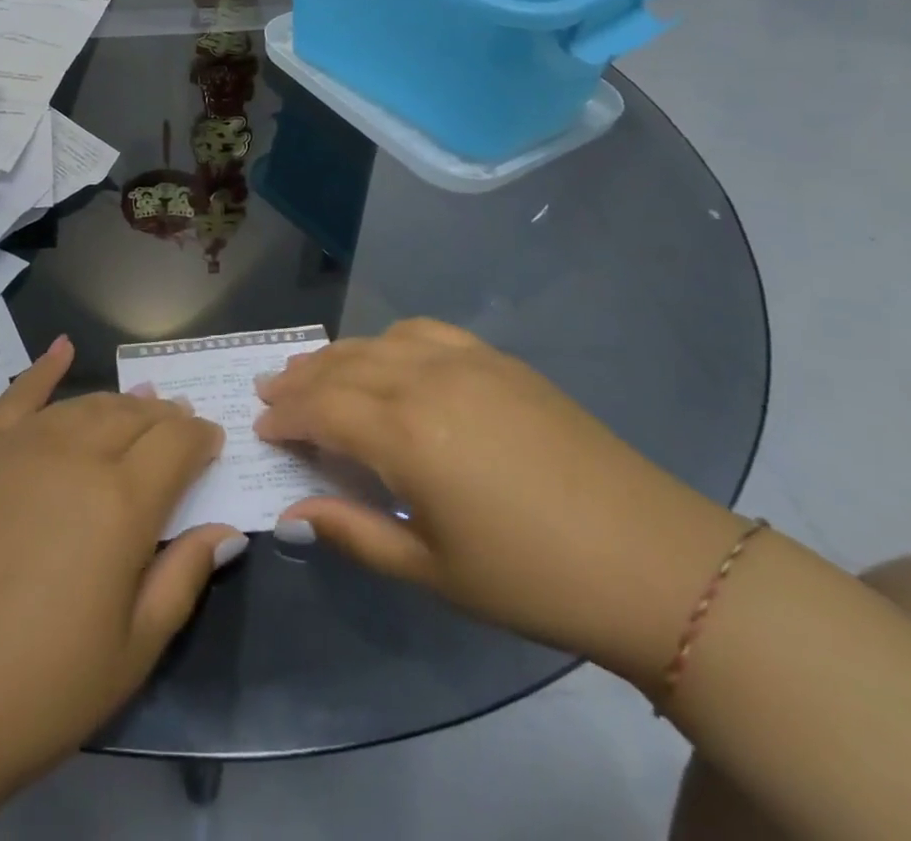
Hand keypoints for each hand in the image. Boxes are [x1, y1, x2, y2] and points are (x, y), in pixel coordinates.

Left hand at [0, 338, 244, 834]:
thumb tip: (225, 528)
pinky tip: (63, 346)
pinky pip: (19, 394)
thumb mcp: (132, 652)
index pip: (178, 444)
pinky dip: (45, 366)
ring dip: (121, 403)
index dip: (201, 439)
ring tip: (140, 407)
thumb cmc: (39, 688)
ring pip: (87, 404)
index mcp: (122, 502)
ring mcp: (22, 445)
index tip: (213, 444)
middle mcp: (76, 455)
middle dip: (166, 418)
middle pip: (135, 416)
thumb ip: (184, 577)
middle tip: (180, 427)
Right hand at [254, 319, 745, 687]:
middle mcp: (424, 380)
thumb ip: (352, 532)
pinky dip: (388, 339)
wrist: (650, 559)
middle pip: (342, 367)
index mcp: (404, 434)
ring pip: (377, 342)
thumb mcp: (432, 570)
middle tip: (269, 391)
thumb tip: (291, 512)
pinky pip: (424, 331)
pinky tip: (386, 354)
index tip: (260, 427)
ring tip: (312, 370)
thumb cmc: (530, 578)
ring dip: (337, 355)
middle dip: (299, 380)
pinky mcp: (497, 359)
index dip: (284, 416)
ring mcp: (464, 361)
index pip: (320, 409)